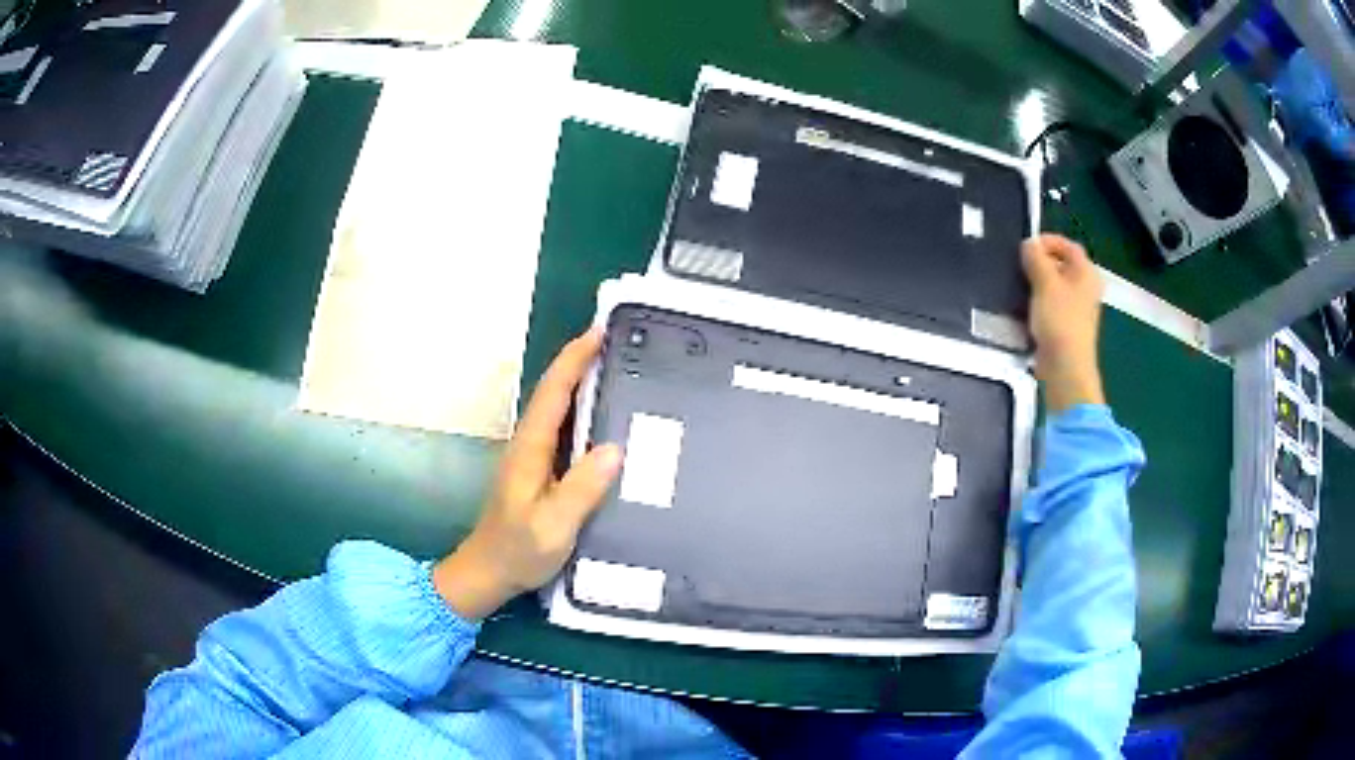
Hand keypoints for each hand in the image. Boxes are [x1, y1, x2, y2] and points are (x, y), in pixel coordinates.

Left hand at [433, 330, 623, 619]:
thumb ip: (581, 489)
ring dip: (582, 383)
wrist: (488, 572)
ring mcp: (532, 457)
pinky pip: (563, 430)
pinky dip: (582, 412)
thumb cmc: (518, 550)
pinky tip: (604, 420)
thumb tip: (614, 448)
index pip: (552, 393)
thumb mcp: (553, 525)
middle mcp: (529, 444)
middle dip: (580, 362)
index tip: (598, 332)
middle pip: (554, 393)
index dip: (573, 360)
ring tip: (618, 371)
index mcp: (530, 449)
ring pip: (558, 409)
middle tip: (619, 344)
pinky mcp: (539, 471)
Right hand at [1021, 234, 1105, 412]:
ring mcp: (1079, 308)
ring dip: (1038, 283)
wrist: (1066, 367)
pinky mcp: (1068, 326)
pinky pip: (1053, 305)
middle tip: (1020, 265)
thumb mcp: (1045, 282)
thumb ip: (1036, 258)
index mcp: (1087, 273)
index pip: (1068, 245)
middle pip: (1062, 265)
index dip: (1048, 241)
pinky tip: (1026, 308)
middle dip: (1041, 262)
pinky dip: (1040, 301)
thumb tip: (1029, 244)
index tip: (1026, 246)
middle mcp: (1087, 287)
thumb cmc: (1060, 321)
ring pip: (1056, 285)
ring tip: (1019, 286)